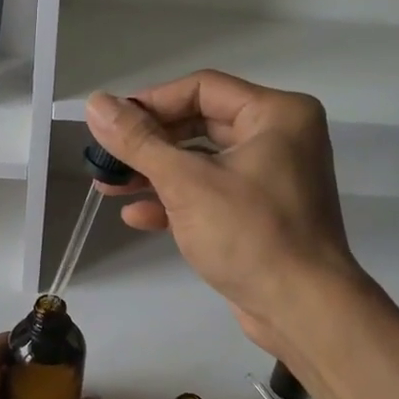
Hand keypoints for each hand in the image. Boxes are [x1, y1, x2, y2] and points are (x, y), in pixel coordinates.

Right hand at [83, 71, 375, 355]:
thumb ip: (138, 142)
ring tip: (108, 186)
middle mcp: (279, 138)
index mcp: (276, 114)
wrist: (303, 310)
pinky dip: (176, 201)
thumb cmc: (250, 234)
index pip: (202, 88)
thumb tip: (95, 103)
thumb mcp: (186, 183)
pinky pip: (212, 193)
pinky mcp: (261, 213)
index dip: (151, 102)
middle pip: (200, 124)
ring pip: (202, 162)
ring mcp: (271, 178)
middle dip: (148, 144)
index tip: (110, 124)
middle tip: (105, 157)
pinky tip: (137, 216)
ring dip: (155, 174)